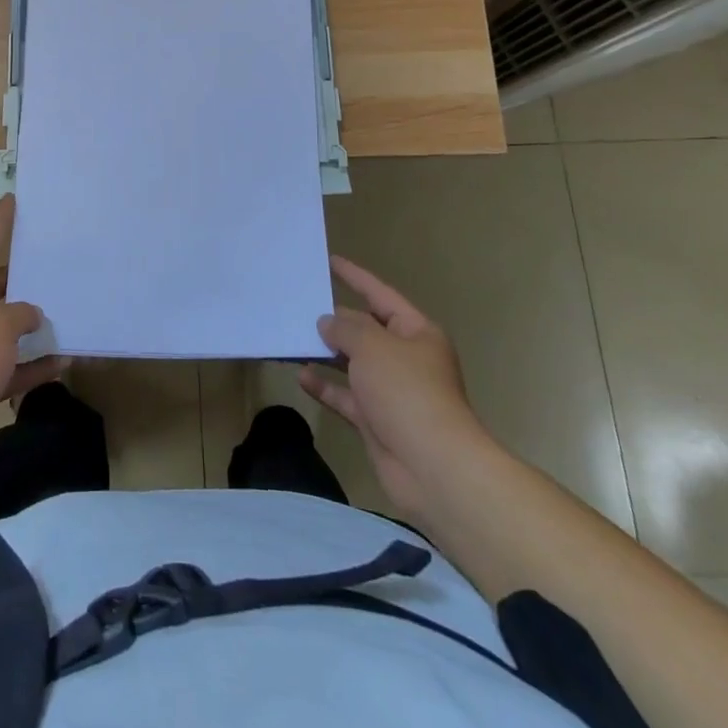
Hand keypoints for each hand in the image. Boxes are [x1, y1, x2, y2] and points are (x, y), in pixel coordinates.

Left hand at [0, 196, 61, 488]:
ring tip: (70, 313)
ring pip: (11, 331)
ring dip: (37, 327)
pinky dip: (37, 366)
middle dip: (26, 279)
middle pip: (0, 290)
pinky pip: (16, 368)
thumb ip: (20, 314)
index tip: (12, 201)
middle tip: (59, 264)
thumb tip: (32, 314)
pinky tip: (64, 362)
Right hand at [299, 255, 494, 523]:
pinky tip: (301, 376)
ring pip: (353, 364)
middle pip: (366, 330)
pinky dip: (325, 387)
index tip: (330, 261)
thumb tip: (328, 323)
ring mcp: (391, 392)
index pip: (381, 295)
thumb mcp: (373, 346)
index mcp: (416, 332)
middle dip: (336, 320)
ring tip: (294, 338)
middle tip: (300, 305)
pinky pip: (346, 396)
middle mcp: (406, 358)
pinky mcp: (377, 421)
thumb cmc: (407, 391)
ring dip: (326, 354)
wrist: (433, 466)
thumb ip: (345, 328)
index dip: (355, 277)